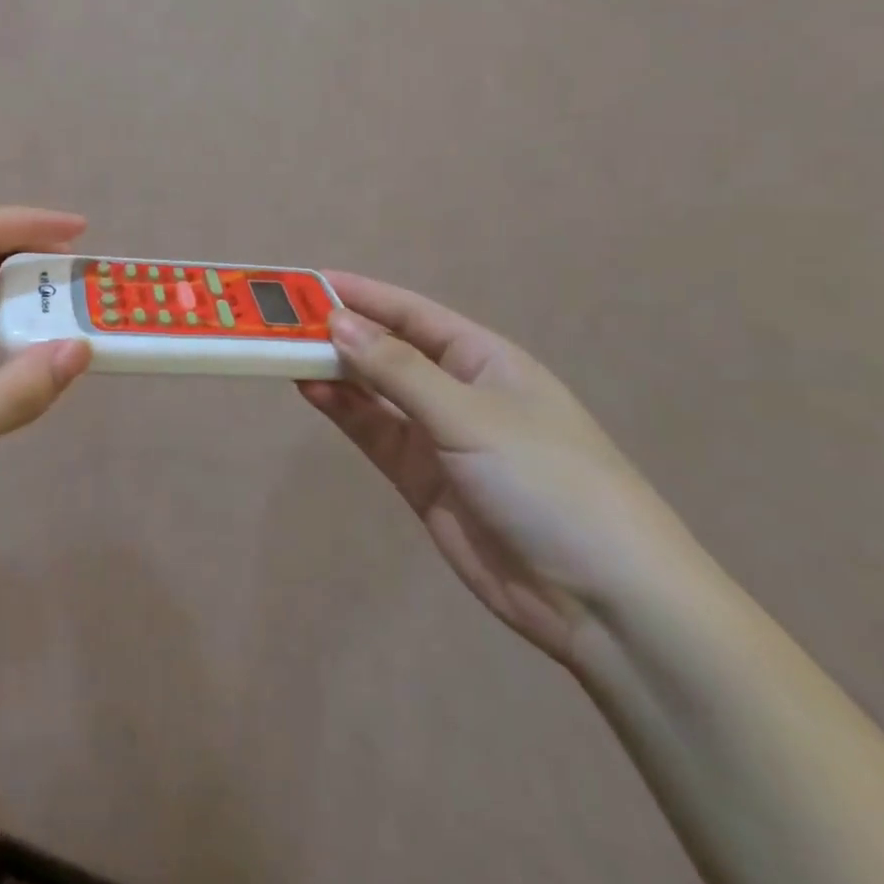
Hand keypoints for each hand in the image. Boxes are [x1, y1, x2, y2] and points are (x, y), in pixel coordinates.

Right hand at [299, 273, 701, 667]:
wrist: (602, 601)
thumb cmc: (548, 481)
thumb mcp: (471, 415)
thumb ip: (398, 370)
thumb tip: (337, 322)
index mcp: (485, 359)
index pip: (412, 314)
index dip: (362, 295)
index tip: (309, 282)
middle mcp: (459, 391)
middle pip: (388, 351)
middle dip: (340, 334)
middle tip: (281, 321)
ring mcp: (439, 438)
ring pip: (375, 393)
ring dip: (335, 372)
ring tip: (284, 354)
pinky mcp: (423, 480)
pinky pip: (375, 434)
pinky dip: (345, 413)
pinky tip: (313, 393)